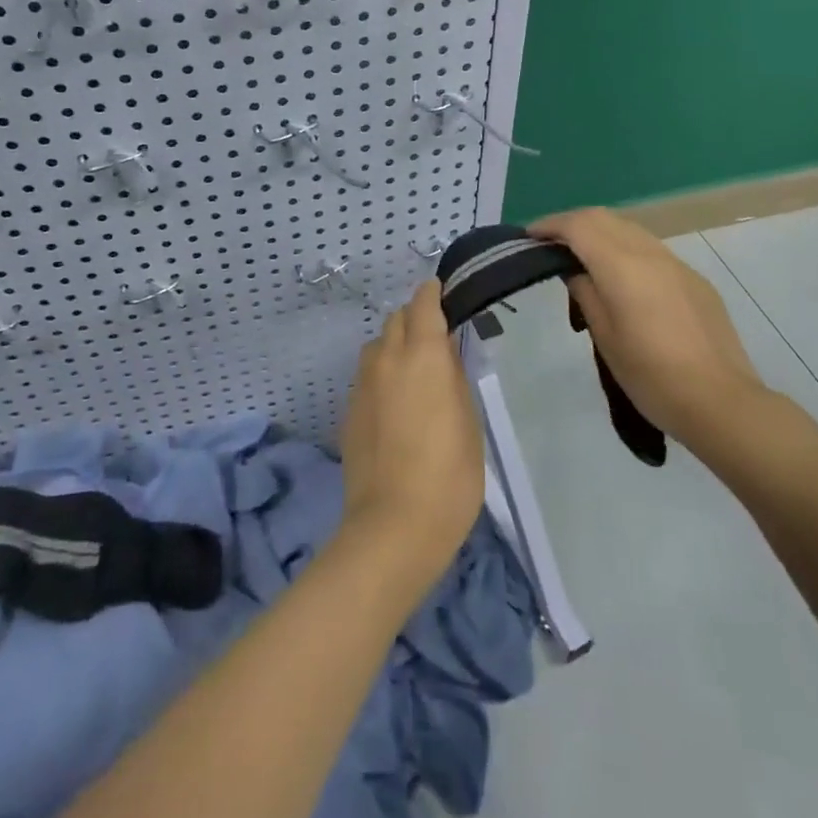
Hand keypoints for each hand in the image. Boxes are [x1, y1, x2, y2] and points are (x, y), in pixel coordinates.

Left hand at [337, 280, 484, 600]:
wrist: (393, 526)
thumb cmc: (448, 475)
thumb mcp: (469, 422)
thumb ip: (455, 378)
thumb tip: (446, 355)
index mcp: (423, 355)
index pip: (423, 303)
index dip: (433, 293)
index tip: (442, 292)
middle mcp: (387, 359)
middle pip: (396, 319)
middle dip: (414, 319)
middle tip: (434, 339)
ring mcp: (362, 384)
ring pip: (377, 346)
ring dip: (394, 346)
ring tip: (413, 372)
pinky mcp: (348, 410)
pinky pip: (367, 376)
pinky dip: (381, 375)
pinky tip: (394, 405)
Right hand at [528, 208, 772, 458]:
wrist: (721, 402)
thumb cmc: (651, 375)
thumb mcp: (605, 336)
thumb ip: (586, 292)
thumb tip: (575, 270)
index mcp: (622, 265)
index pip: (578, 226)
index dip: (550, 225)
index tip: (529, 237)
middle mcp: (650, 253)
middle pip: (604, 218)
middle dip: (573, 223)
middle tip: (550, 245)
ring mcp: (677, 264)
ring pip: (630, 229)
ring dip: (600, 233)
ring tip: (582, 258)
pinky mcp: (694, 280)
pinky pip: (651, 249)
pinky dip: (626, 249)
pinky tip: (622, 279)